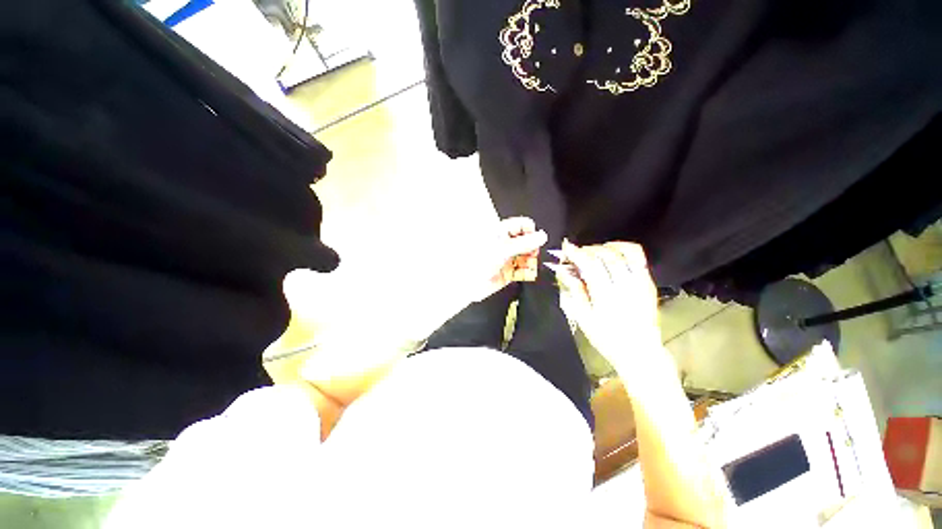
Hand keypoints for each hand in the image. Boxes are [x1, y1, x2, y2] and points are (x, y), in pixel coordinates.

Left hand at [478, 217, 546, 299]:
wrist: (467, 284)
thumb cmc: (479, 261)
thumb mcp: (502, 249)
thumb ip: (524, 243)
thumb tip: (542, 236)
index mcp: (501, 233)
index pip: (521, 225)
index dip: (531, 231)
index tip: (537, 239)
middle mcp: (505, 244)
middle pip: (527, 241)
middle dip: (532, 247)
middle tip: (533, 254)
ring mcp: (508, 258)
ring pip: (527, 256)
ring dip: (531, 260)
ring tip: (529, 265)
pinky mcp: (509, 272)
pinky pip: (523, 270)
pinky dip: (527, 271)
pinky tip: (526, 273)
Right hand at [552, 241, 662, 370]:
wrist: (639, 351)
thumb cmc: (606, 337)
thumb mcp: (583, 318)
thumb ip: (575, 291)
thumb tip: (564, 271)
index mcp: (606, 296)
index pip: (590, 265)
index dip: (577, 253)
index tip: (566, 247)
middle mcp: (625, 285)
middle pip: (606, 255)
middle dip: (589, 249)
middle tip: (577, 252)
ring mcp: (640, 282)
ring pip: (625, 251)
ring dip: (607, 246)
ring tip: (595, 251)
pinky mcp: (648, 282)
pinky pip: (638, 257)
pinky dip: (623, 249)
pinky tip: (612, 254)